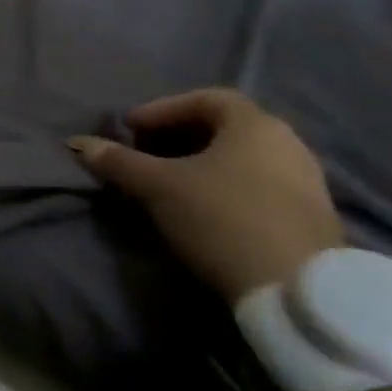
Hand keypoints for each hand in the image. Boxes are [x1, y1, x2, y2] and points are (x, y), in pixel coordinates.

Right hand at [67, 88, 343, 302]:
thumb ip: (118, 162)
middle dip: (179, 136)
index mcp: (255, 124)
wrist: (298, 292)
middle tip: (146, 153)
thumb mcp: (158, 187)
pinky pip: (260, 185)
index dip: (162, 109)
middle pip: (225, 127)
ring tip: (170, 183)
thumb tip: (78, 144)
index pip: (205, 98)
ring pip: (243, 158)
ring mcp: (307, 182)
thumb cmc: (222, 219)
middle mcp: (288, 143)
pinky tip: (205, 208)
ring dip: (203, 164)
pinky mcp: (313, 217)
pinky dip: (226, 186)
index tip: (130, 129)